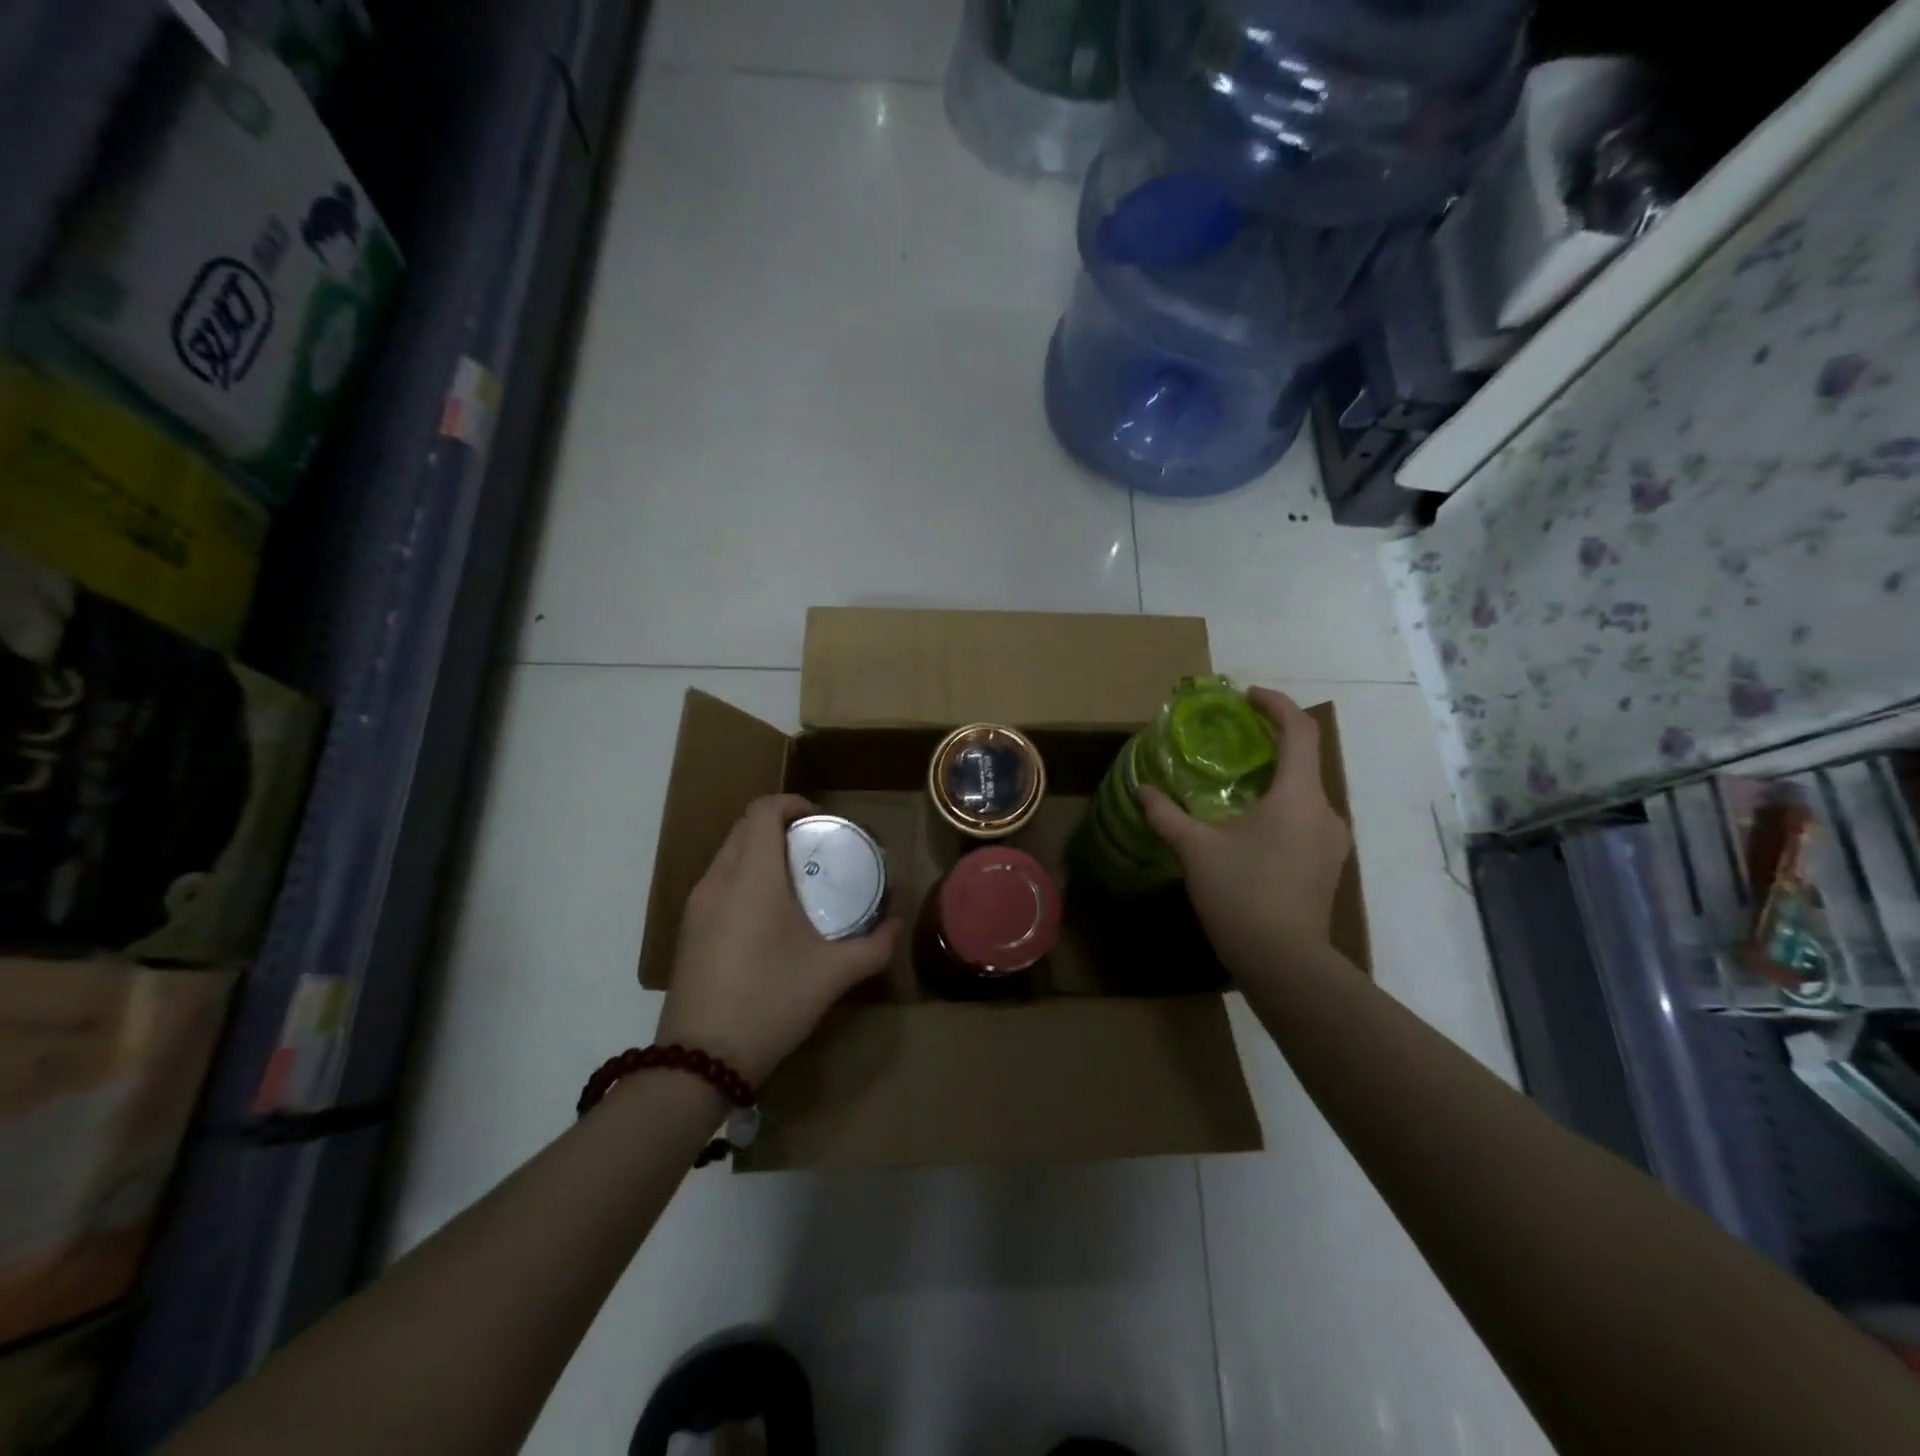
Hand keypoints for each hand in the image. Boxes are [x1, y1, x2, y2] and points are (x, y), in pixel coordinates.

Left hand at [657, 795, 898, 1085]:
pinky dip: (743, 878)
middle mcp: (718, 880)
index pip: (762, 810)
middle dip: (779, 826)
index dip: (791, 803)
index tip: (820, 820)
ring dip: (759, 852)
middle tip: (814, 848)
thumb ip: (873, 946)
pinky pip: (717, 883)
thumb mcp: (833, 975)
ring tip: (794, 880)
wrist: (699, 1061)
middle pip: (744, 828)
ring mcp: (696, 906)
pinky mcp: (688, 931)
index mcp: (752, 876)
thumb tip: (897, 924)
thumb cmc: (770, 1002)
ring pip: (727, 855)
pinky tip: (767, 916)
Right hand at [1139, 688, 1351, 976]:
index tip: (1246, 697)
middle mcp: (1325, 811)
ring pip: (1305, 792)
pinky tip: (1249, 826)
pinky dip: (1281, 806)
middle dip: (1271, 741)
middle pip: (1304, 759)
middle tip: (1232, 739)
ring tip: (1235, 783)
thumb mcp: (1194, 849)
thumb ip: (1166, 814)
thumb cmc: (1241, 894)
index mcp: (1298, 795)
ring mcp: (1331, 842)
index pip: (1299, 730)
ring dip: (1275, 778)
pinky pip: (1305, 819)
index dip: (1275, 704)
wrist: (1284, 963)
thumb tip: (1143, 789)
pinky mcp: (1327, 866)